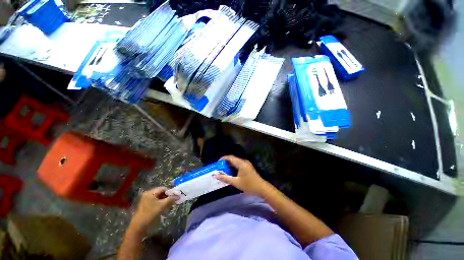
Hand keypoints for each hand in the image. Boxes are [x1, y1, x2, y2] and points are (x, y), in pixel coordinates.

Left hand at [130, 187, 177, 232]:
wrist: (138, 227)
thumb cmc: (150, 214)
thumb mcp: (162, 206)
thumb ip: (171, 199)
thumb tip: (179, 196)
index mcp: (150, 192)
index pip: (163, 188)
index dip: (170, 192)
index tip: (175, 197)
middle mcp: (148, 194)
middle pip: (161, 192)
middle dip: (168, 196)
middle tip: (173, 201)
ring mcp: (146, 200)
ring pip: (159, 197)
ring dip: (165, 200)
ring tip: (169, 205)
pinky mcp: (146, 205)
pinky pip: (155, 201)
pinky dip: (160, 203)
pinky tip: (163, 208)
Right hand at [215, 155, 269, 196]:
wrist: (261, 188)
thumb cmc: (249, 185)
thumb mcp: (236, 182)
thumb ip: (225, 178)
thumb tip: (216, 175)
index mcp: (241, 163)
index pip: (230, 157)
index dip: (222, 159)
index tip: (217, 164)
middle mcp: (244, 161)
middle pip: (232, 159)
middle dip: (225, 163)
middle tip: (219, 169)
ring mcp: (246, 164)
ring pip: (235, 162)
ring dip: (229, 165)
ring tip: (223, 171)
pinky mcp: (247, 167)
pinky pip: (238, 164)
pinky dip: (233, 167)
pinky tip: (230, 173)